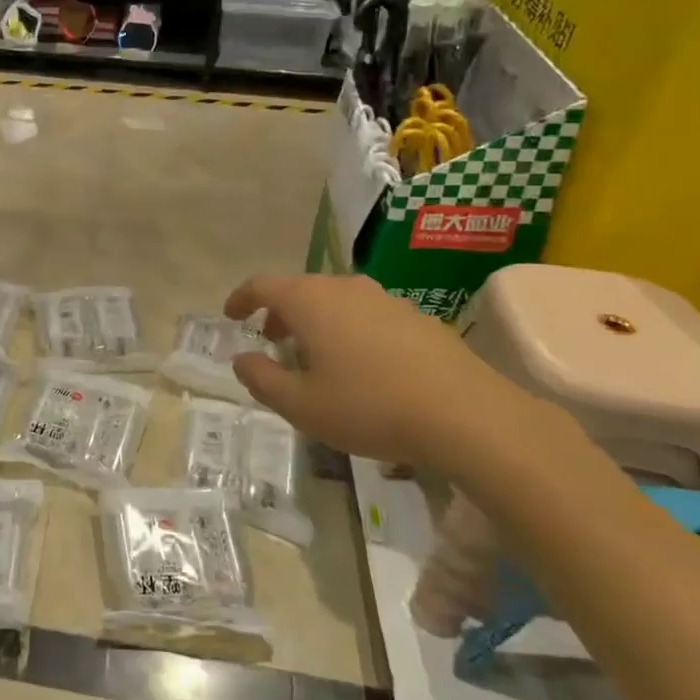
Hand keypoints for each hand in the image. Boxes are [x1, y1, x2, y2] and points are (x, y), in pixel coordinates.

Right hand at [224, 273, 527, 470]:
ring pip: (336, 302)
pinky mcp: (416, 317)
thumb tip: (242, 359)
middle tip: (272, 343)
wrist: (468, 415)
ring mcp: (385, 299)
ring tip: (317, 359)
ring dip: (316, 323)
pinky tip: (363, 369)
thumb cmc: (370, 407)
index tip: (232, 316)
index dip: (241, 298)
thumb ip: (262, 379)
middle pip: (300, 290)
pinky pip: (367, 315)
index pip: (262, 284)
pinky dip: (349, 331)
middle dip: (279, 314)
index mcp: (310, 301)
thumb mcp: (302, 405)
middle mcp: (345, 288)